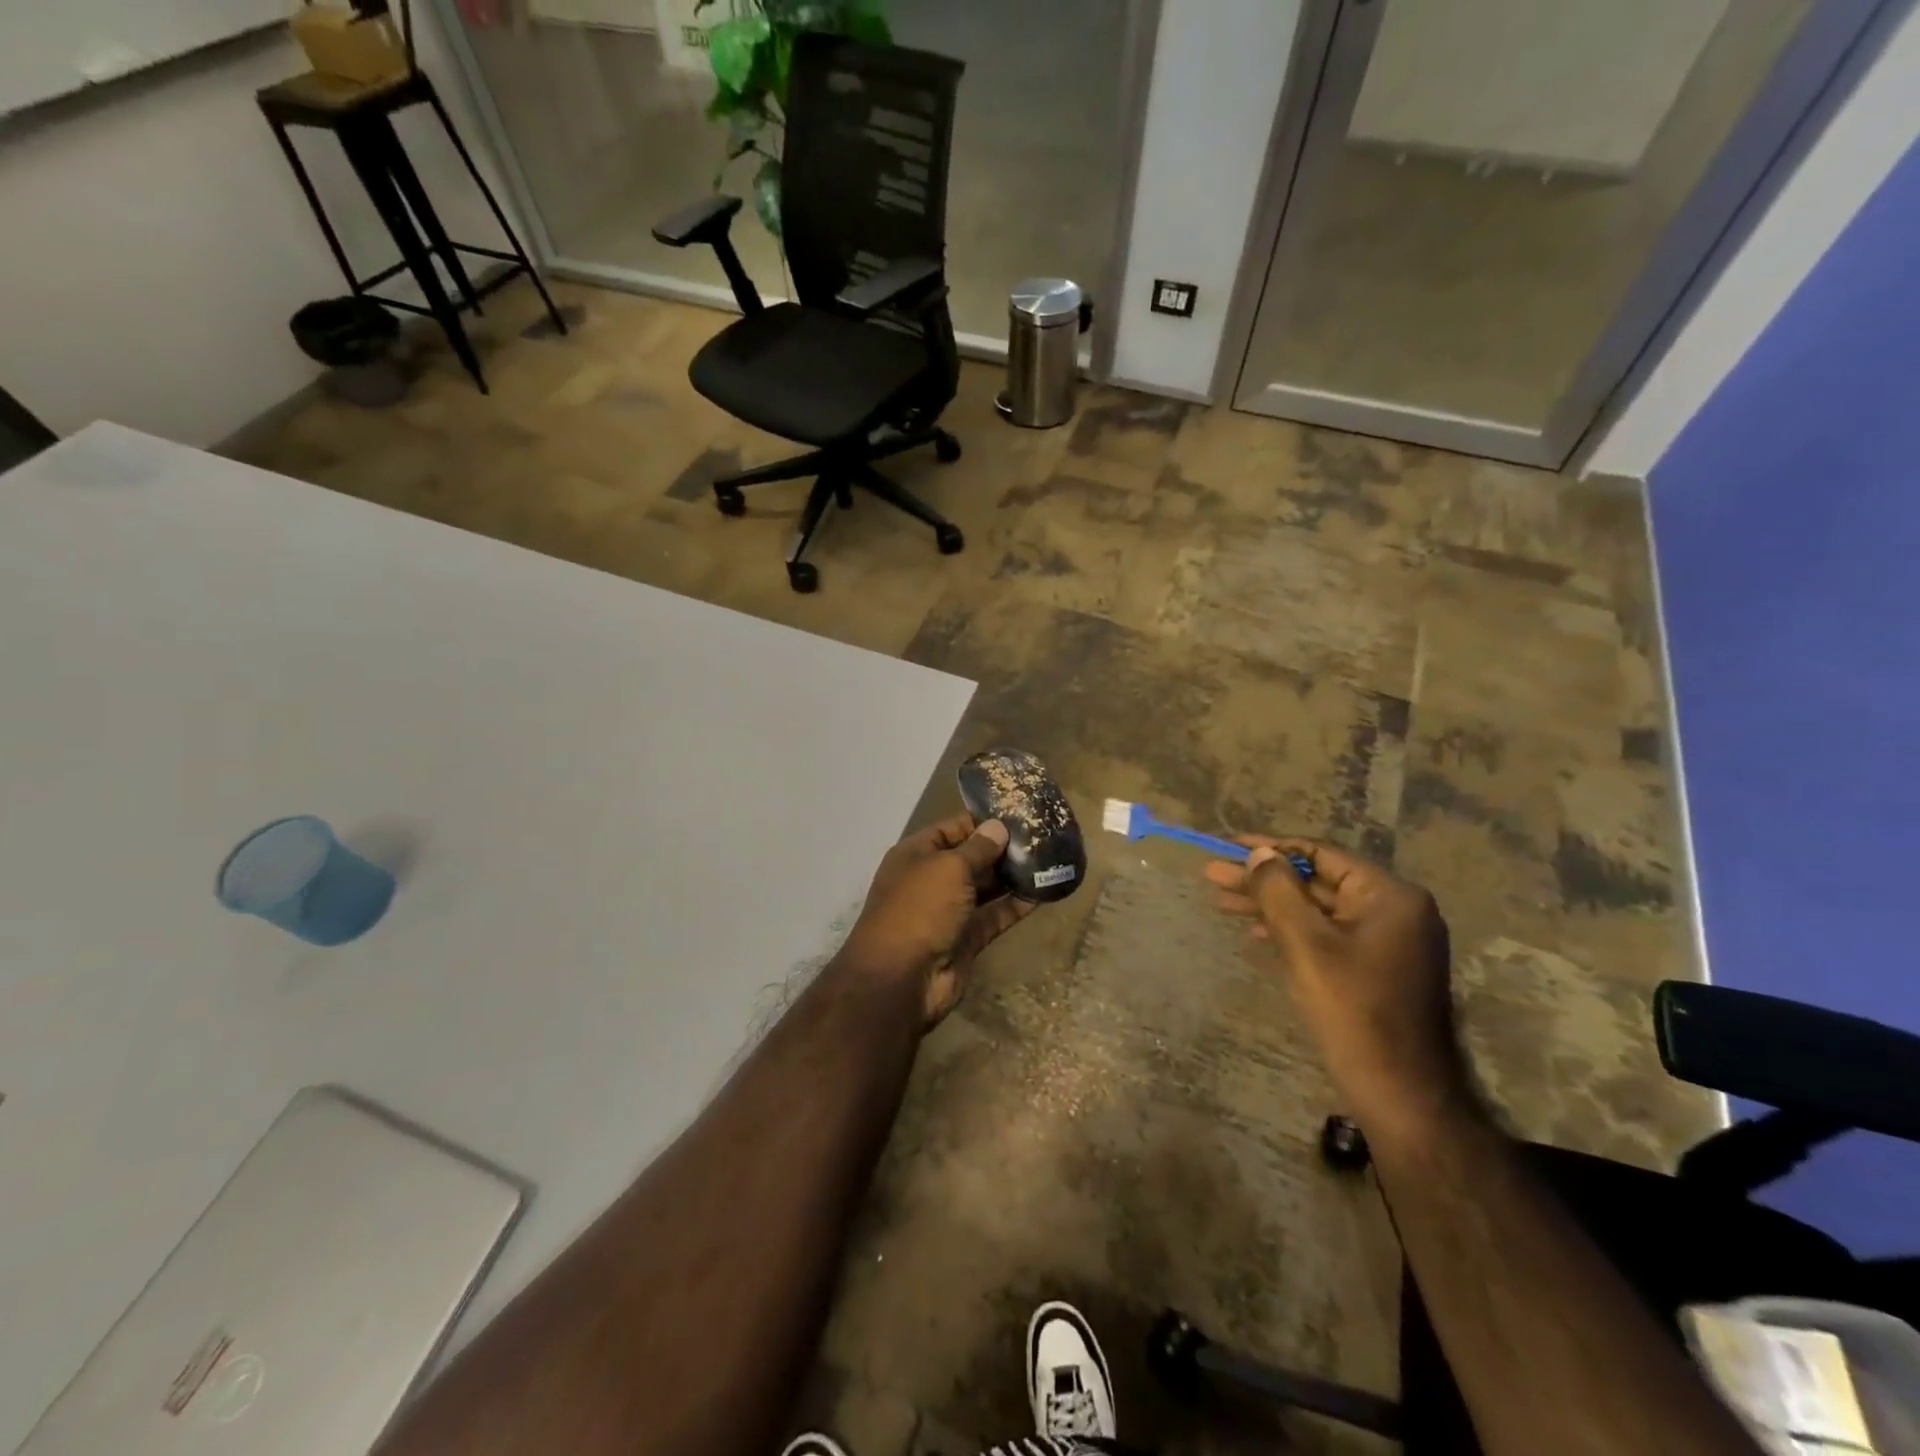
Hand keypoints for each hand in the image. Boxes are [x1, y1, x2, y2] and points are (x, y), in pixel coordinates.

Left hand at [841, 815, 1035, 1027]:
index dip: (983, 823)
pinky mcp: (966, 939)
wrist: (901, 979)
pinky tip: (1042, 893)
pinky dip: (1015, 906)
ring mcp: (948, 911)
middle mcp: (931, 880)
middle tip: (1041, 838)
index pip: (952, 829)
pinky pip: (994, 916)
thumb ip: (978, 848)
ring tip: (1047, 861)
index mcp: (916, 855)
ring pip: (984, 888)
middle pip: (971, 858)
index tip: (1018, 816)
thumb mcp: (949, 868)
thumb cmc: (920, 909)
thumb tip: (999, 827)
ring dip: (1011, 877)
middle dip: (1002, 849)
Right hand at [1207, 837, 1472, 1140]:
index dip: (1270, 847)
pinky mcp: (1377, 967)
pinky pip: (1327, 934)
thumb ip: (1278, 890)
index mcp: (1389, 896)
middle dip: (1263, 879)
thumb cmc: (1352, 1010)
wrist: (1399, 1093)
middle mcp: (1395, 910)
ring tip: (1221, 902)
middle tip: (1212, 875)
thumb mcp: (1305, 944)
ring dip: (1270, 905)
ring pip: (1318, 909)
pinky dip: (1291, 930)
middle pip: (1316, 881)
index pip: (1321, 854)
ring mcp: (1388, 940)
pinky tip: (1255, 933)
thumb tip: (1259, 853)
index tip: (1228, 845)